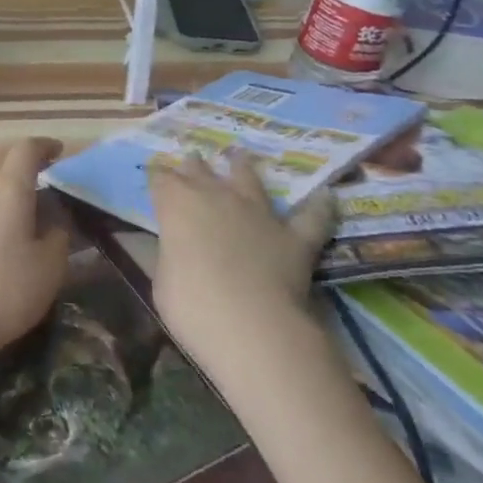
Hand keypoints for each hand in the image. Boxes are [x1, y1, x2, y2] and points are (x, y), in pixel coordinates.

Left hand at [0, 138, 68, 370]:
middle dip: (23, 154)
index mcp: (10, 188)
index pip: (26, 149)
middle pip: (1, 154)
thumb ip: (58, 237)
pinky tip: (6, 219)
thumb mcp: (49, 267)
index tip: (60, 151)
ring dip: (7, 174)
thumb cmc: (5, 289)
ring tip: (29, 194)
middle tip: (45, 165)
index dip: (45, 146)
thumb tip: (54, 223)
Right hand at [149, 152, 338, 380]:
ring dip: (242, 166)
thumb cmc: (191, 305)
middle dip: (194, 166)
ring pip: (249, 177)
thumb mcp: (162, 280)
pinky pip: (311, 216)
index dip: (158, 178)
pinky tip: (327, 195)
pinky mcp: (293, 235)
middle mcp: (215, 196)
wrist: (251, 326)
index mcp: (176, 204)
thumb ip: (168, 254)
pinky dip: (320, 206)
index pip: (161, 179)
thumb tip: (172, 247)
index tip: (155, 179)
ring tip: (240, 156)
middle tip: (192, 162)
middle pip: (200, 169)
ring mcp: (257, 212)